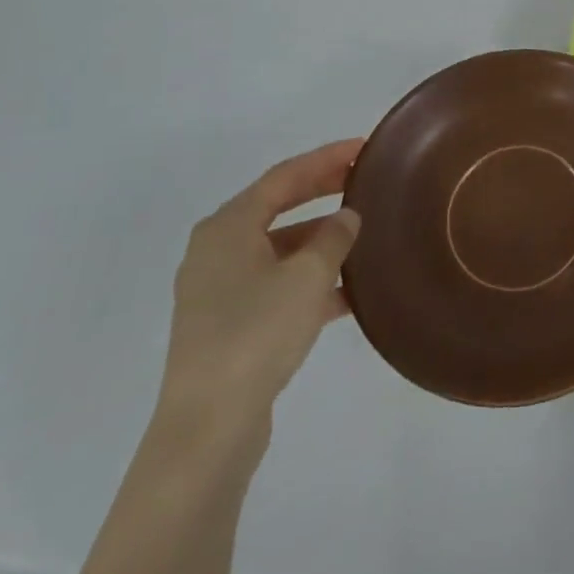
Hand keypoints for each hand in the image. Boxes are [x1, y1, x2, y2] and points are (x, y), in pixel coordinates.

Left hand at [156, 139, 363, 445]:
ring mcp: (218, 290)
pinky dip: (309, 280)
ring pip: (279, 249)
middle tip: (365, 179)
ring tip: (364, 234)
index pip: (284, 176)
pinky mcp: (227, 325)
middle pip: (278, 207)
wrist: (208, 426)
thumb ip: (334, 238)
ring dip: (319, 240)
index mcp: (228, 227)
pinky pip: (276, 284)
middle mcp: (216, 250)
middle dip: (322, 192)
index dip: (326, 159)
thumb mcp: (309, 276)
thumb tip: (347, 216)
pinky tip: (348, 291)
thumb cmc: (257, 333)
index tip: (363, 147)